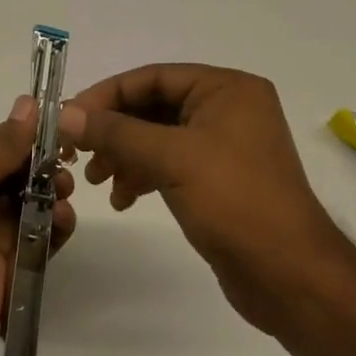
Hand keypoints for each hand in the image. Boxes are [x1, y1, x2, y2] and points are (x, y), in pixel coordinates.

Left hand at [0, 96, 76, 355]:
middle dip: (47, 165)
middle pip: (22, 175)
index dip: (30, 136)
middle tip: (65, 162)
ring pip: (37, 206)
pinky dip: (57, 227)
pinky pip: (43, 243)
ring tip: (61, 191)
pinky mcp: (13, 271)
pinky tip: (61, 219)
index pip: (1, 146)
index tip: (63, 123)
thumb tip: (30, 104)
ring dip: (55, 193)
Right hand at [61, 64, 350, 334]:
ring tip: (94, 179)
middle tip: (75, 151)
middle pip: (153, 106)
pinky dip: (143, 175)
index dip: (107, 94)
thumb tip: (64, 114)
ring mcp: (225, 145)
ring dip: (124, 154)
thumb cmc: (235, 202)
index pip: (153, 77)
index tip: (69, 117)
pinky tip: (123, 198)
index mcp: (227, 88)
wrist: (292, 278)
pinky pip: (170, 163)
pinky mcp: (219, 179)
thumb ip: (115, 132)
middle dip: (114, 129)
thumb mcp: (171, 158)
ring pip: (158, 137)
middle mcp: (228, 108)